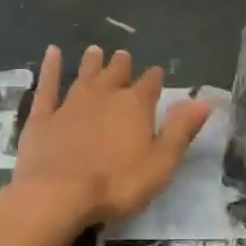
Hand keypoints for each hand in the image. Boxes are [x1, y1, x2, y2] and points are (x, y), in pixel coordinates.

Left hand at [8, 45, 210, 237]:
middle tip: (123, 56)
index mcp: (135, 106)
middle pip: (116, 74)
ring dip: (92, 63)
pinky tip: (52, 53)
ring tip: (95, 50)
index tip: (157, 73)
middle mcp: (104, 96)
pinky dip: (50, 68)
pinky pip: (47, 86)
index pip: (150, 85)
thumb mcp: (161, 163)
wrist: (57, 194)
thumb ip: (181, 130)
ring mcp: (70, 104)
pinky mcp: (43, 117)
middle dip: (122, 65)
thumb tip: (202, 100)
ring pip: (85, 76)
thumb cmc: (116, 184)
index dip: (155, 79)